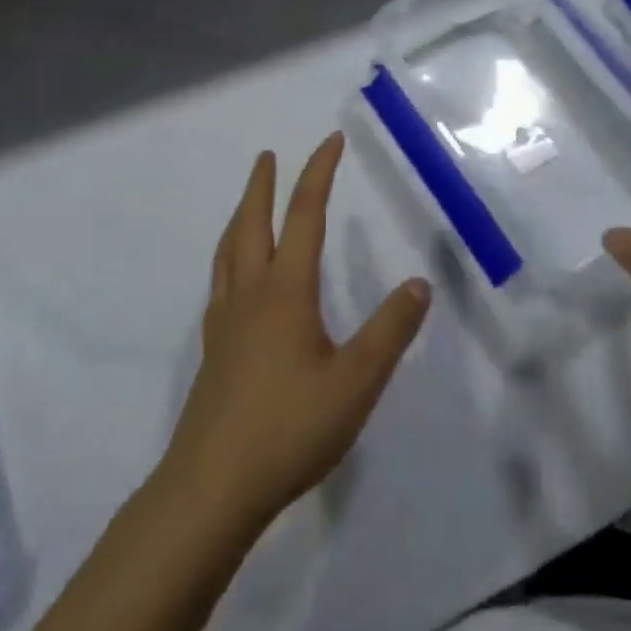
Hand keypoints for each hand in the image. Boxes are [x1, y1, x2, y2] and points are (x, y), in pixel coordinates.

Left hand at [163, 133, 430, 529]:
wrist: (211, 489)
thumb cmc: (290, 429)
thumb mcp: (356, 382)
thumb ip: (390, 331)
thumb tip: (419, 283)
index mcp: (285, 291)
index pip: (304, 216)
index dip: (318, 174)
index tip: (329, 141)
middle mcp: (250, 295)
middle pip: (252, 224)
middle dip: (262, 185)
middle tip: (268, 156)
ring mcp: (225, 323)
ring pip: (228, 252)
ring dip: (240, 217)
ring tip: (248, 203)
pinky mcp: (212, 351)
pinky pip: (220, 282)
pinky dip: (230, 257)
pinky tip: (237, 279)